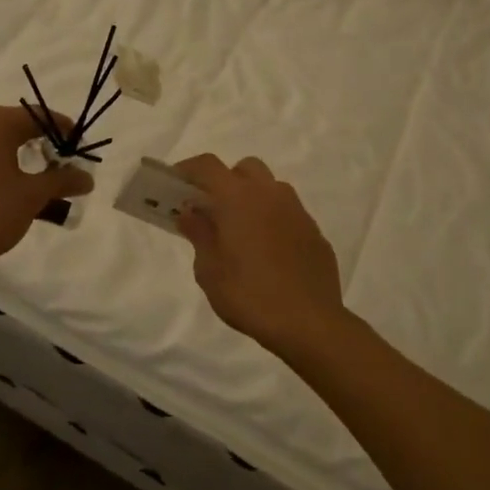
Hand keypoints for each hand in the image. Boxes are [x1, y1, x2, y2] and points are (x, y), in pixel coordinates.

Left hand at [0, 105, 93, 273]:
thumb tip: (88, 177)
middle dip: (40, 143)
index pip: (38, 116)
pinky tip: (4, 187)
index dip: (63, 129)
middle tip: (60, 165)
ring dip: (17, 155)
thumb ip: (62, 181)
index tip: (80, 146)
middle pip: (15, 125)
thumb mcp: (32, 196)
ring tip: (34, 179)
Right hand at [172, 154, 354, 360]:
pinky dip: (273, 220)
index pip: (208, 166)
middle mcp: (270, 194)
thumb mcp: (209, 270)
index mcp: (239, 198)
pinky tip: (268, 253)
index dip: (188, 169)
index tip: (175, 183)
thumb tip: (190, 212)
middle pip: (244, 168)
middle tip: (212, 209)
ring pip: (270, 188)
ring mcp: (297, 212)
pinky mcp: (315, 233)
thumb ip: (199, 234)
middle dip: (225, 180)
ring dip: (252, 198)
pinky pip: (288, 214)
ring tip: (241, 231)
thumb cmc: (249, 295)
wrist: (309, 323)